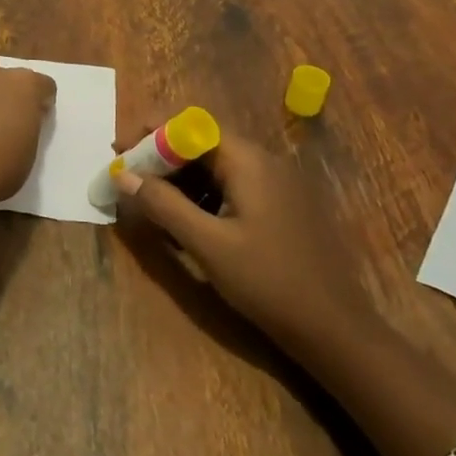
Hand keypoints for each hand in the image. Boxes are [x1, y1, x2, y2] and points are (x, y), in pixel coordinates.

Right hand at [112, 123, 378, 361]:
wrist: (335, 329)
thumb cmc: (268, 281)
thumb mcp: (207, 244)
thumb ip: (163, 205)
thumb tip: (122, 175)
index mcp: (248, 161)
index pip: (191, 126)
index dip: (152, 133)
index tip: (120, 152)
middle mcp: (264, 162)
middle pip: (203, 144)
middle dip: (161, 158)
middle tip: (127, 180)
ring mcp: (276, 186)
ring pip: (216, 168)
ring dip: (180, 179)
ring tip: (148, 203)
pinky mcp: (280, 209)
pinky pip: (232, 188)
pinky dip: (202, 197)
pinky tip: (184, 223)